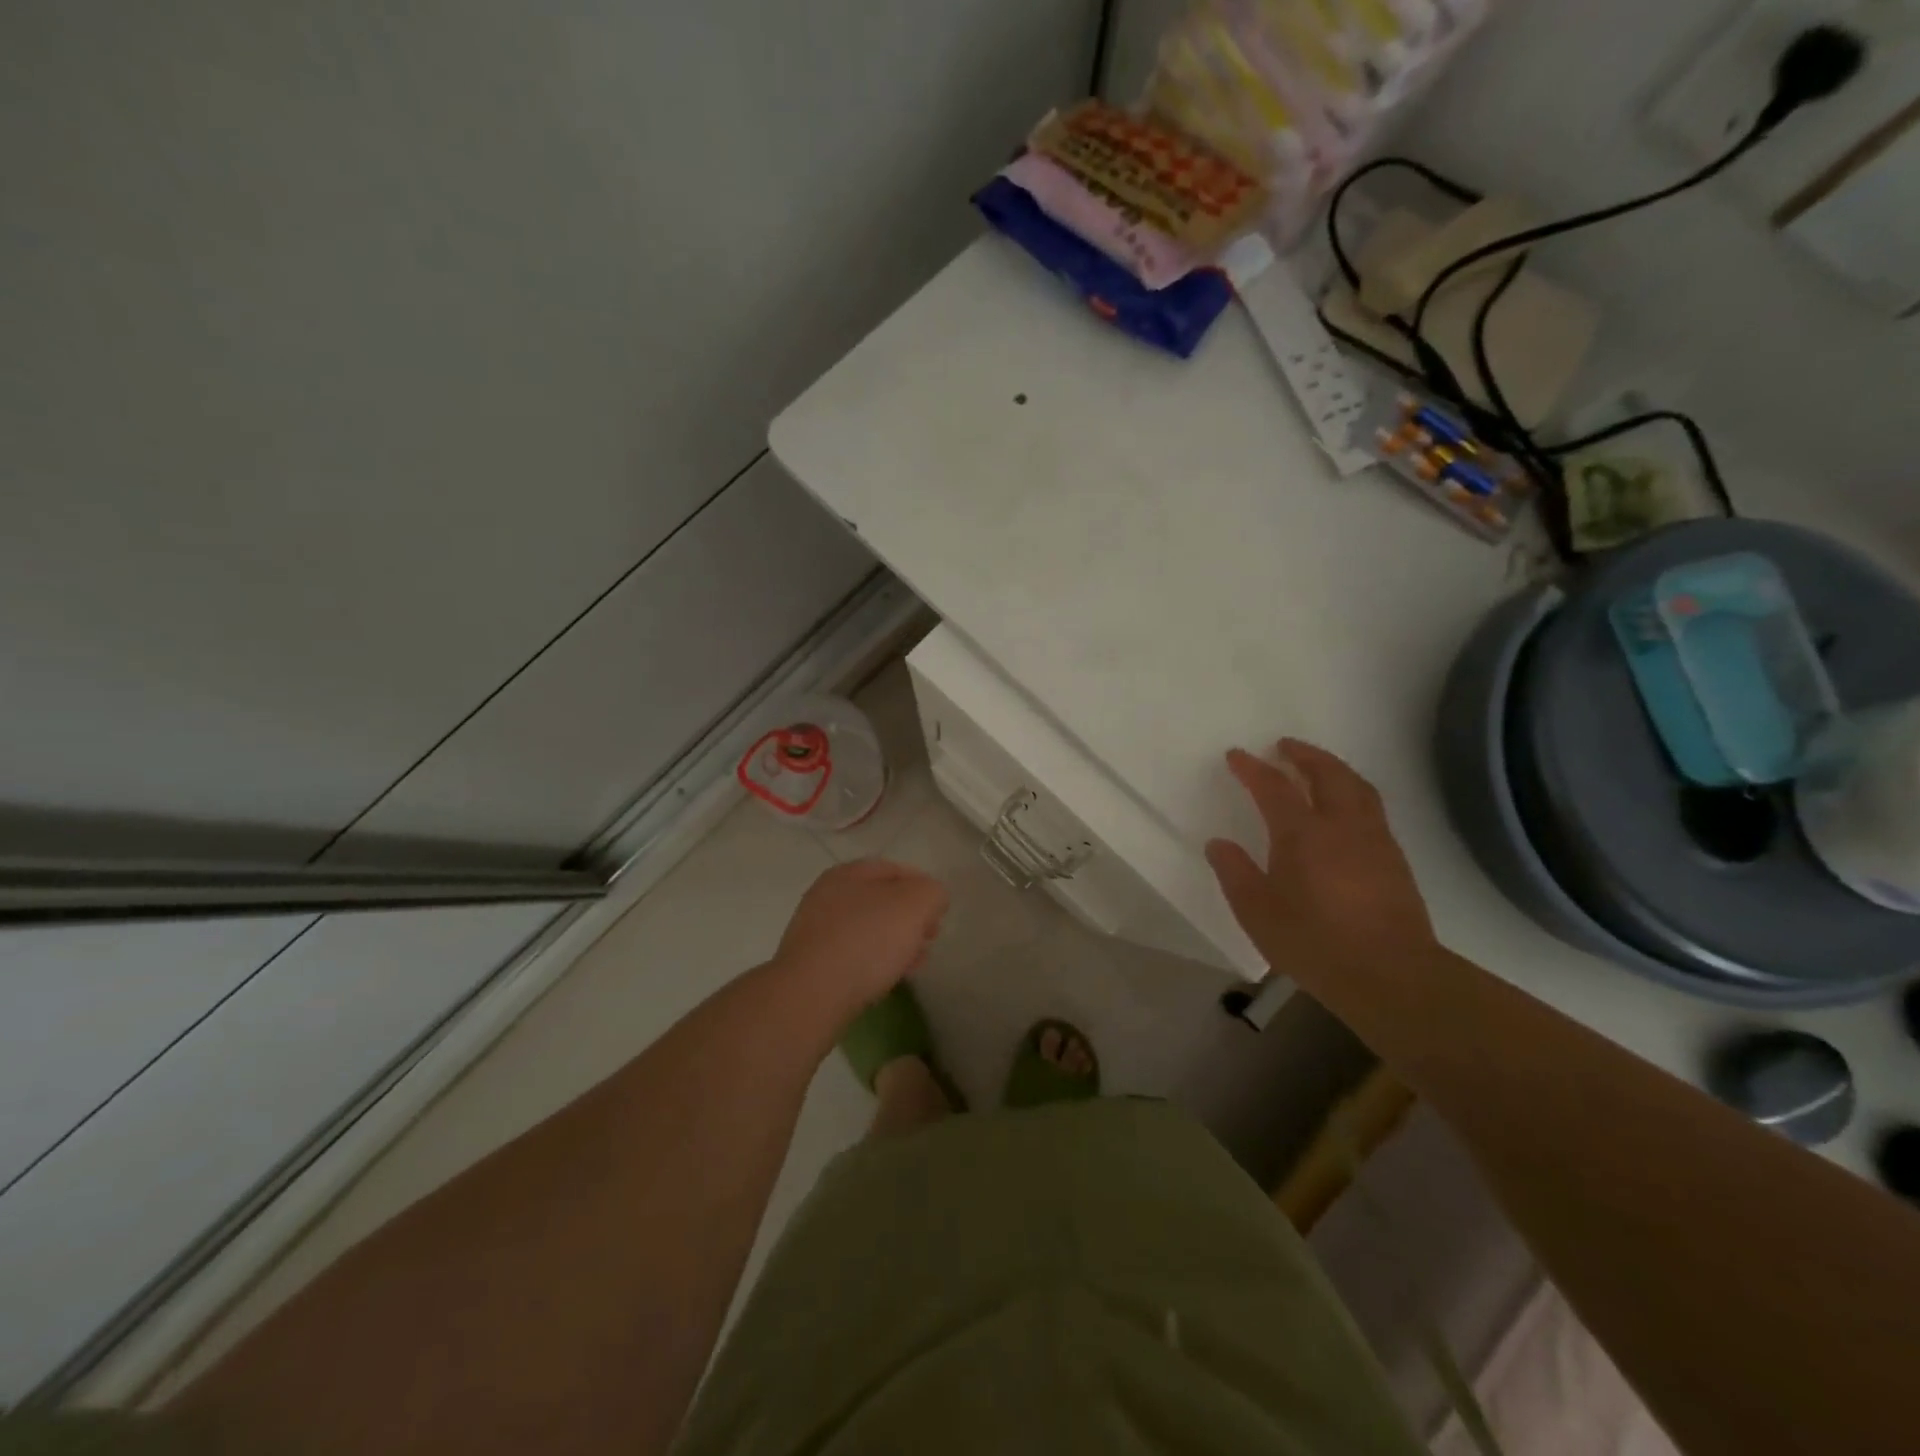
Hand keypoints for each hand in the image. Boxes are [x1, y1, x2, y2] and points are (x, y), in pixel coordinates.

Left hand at [773, 859, 948, 1007]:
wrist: (812, 995)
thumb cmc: (867, 940)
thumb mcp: (915, 904)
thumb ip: (931, 892)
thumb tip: (931, 899)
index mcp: (848, 873)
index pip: (894, 870)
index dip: (923, 886)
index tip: (939, 912)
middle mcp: (827, 895)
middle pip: (881, 900)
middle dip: (910, 917)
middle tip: (930, 937)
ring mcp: (816, 930)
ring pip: (868, 928)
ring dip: (896, 940)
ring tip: (916, 961)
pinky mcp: (812, 963)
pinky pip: (853, 954)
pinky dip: (875, 960)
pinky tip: (891, 977)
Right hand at [1205, 739, 1436, 984]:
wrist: (1391, 975)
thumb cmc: (1315, 942)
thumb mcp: (1257, 912)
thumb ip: (1235, 873)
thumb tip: (1218, 844)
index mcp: (1302, 833)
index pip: (1273, 786)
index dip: (1252, 768)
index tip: (1236, 755)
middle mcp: (1341, 825)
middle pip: (1327, 773)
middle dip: (1304, 754)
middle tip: (1284, 746)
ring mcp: (1374, 839)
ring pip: (1357, 786)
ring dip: (1333, 768)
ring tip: (1317, 767)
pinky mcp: (1394, 859)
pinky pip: (1371, 807)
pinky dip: (1353, 792)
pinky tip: (1345, 810)